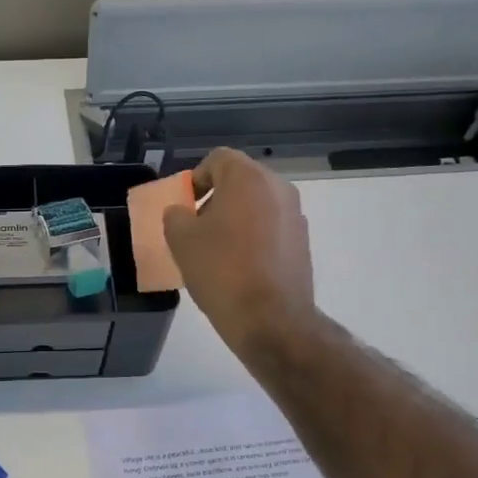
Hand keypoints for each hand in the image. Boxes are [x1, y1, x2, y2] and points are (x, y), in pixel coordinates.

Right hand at [162, 147, 316, 360]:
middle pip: (240, 180)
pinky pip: (271, 227)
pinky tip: (239, 266)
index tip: (184, 205)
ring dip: (236, 218)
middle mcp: (278, 188)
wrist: (270, 319)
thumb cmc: (221, 271)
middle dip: (216, 198)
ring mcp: (295, 215)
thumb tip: (182, 212)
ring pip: (257, 205)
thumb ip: (175, 216)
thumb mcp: (181, 241)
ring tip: (217, 250)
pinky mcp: (302, 242)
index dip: (196, 178)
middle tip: (197, 227)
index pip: (218, 159)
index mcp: (248, 178)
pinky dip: (253, 237)